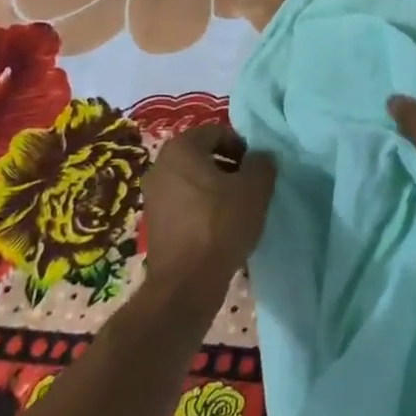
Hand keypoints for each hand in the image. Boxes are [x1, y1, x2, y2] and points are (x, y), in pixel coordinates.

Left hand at [141, 125, 275, 300]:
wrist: (186, 283)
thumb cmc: (220, 224)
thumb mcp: (255, 188)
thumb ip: (262, 164)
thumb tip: (260, 158)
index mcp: (181, 147)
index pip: (217, 132)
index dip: (242, 147)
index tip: (256, 170)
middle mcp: (160, 164)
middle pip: (203, 155)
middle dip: (229, 167)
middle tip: (249, 188)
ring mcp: (153, 194)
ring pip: (193, 180)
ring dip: (216, 188)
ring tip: (237, 210)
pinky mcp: (153, 221)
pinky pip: (184, 202)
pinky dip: (202, 208)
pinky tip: (219, 228)